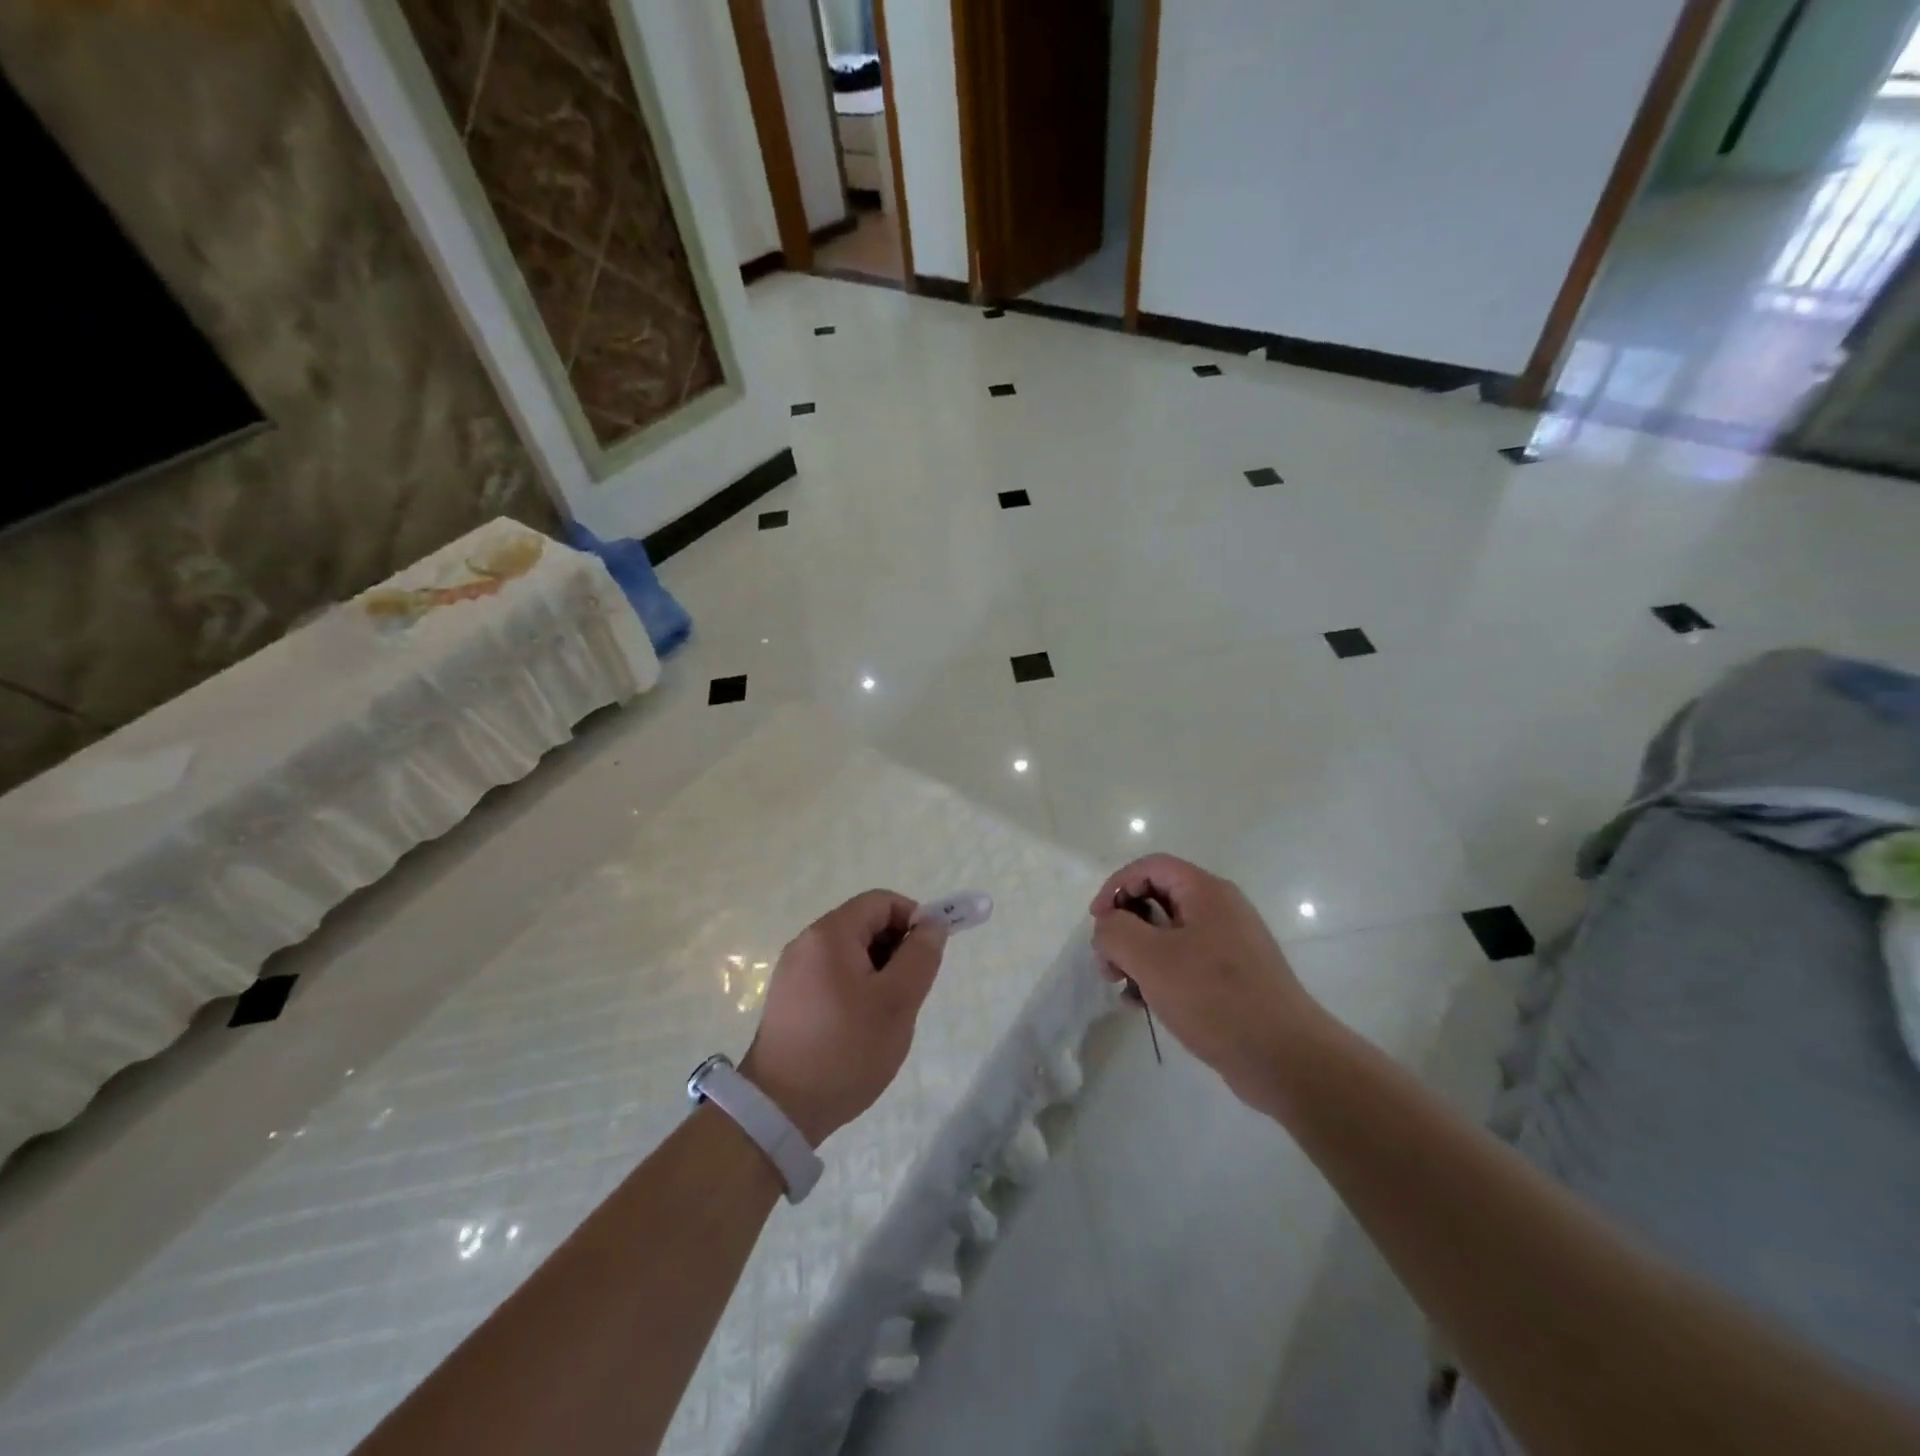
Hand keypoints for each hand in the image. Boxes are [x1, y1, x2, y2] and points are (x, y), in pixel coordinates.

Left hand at [740, 890, 948, 1145]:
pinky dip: (856, 987)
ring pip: (850, 953)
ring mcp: (793, 971)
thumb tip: (932, 924)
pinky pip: (832, 975)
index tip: (928, 956)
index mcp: (830, 934)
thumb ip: (920, 956)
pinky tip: (862, 1026)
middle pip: (864, 924)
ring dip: (878, 971)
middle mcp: (806, 943)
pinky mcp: (789, 998)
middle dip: (896, 948)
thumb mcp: (897, 1001)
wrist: (780, 1109)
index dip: (913, 919)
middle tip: (911, 991)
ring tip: (888, 1014)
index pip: (881, 902)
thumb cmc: (847, 1048)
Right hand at [1089, 854, 1326, 1109]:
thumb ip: (1116, 931)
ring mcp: (1229, 944)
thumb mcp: (1152, 959)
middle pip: (1157, 899)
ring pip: (1167, 934)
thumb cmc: (1215, 998)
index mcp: (1206, 892)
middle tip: (1107, 963)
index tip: (1097, 922)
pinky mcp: (1232, 977)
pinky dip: (1159, 976)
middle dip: (1124, 927)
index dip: (1116, 886)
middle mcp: (1220, 909)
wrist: (1286, 1059)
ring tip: (1124, 989)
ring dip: (1137, 956)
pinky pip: (1185, 962)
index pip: (1150, 867)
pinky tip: (1145, 1005)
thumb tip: (1108, 926)